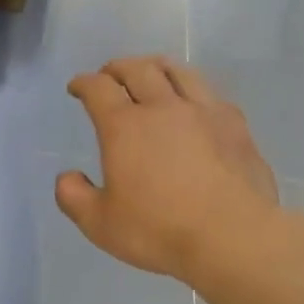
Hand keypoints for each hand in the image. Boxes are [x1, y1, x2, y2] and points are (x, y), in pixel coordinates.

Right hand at [56, 57, 279, 281]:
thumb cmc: (159, 230)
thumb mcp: (99, 224)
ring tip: (151, 73)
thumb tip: (67, 177)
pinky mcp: (236, 125)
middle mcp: (163, 108)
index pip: (98, 89)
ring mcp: (204, 112)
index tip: (77, 87)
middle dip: (118, 68)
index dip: (84, 83)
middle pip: (138, 69)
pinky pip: (210, 93)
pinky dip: (192, 88)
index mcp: (124, 127)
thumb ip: (74, 197)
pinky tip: (193, 102)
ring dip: (156, 67)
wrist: (233, 236)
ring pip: (178, 72)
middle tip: (109, 74)